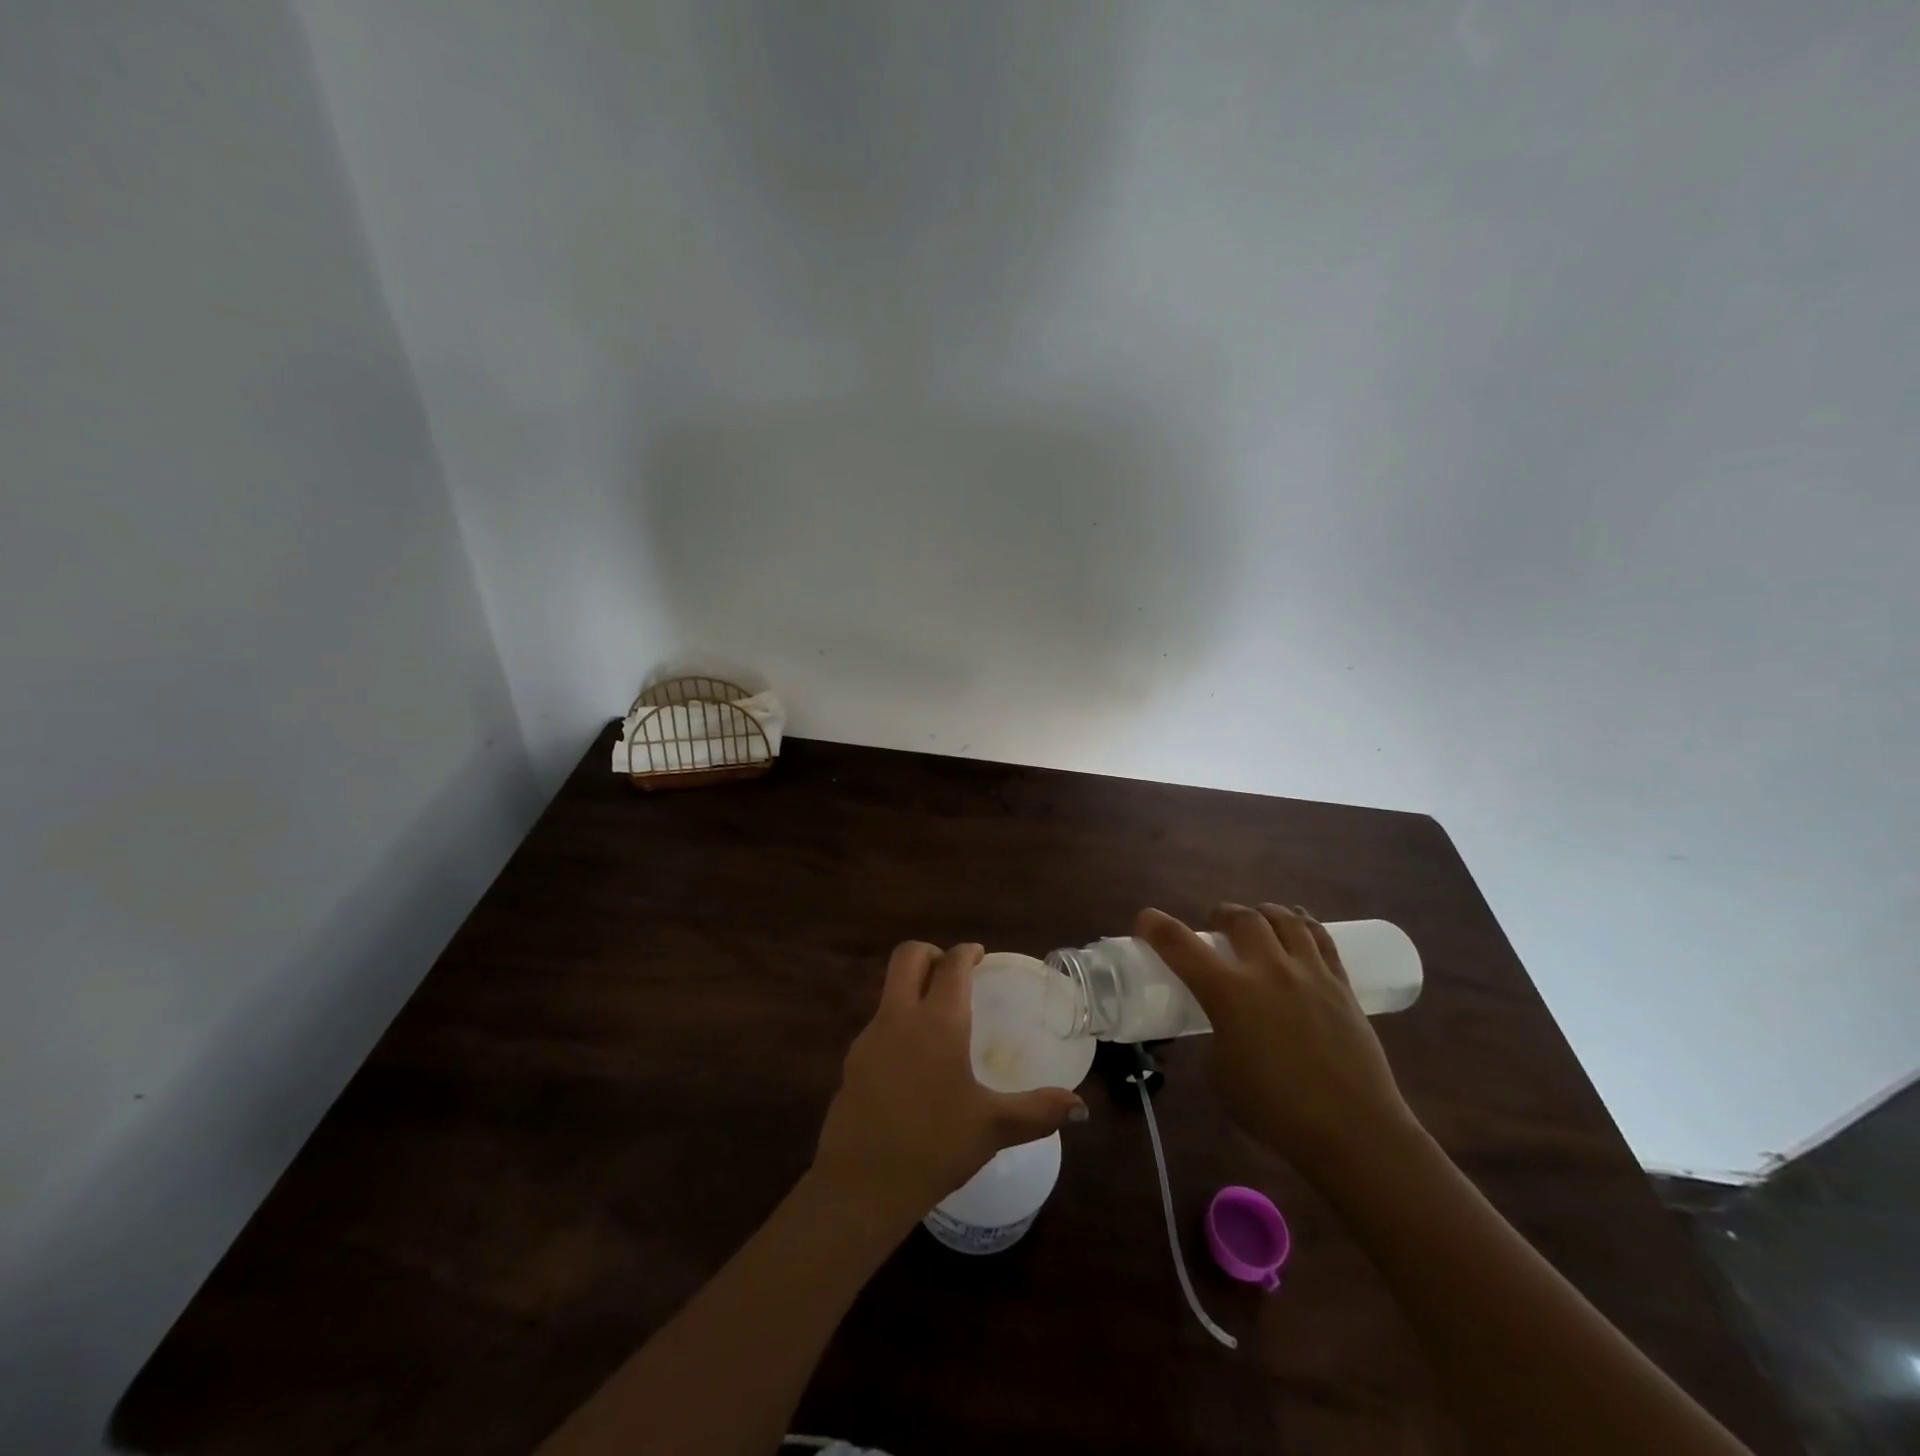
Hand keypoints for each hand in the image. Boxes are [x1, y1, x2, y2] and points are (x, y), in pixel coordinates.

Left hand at [811, 942, 1085, 1232]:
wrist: (860, 1185)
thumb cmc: (933, 1146)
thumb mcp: (992, 1128)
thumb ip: (1038, 1112)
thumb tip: (1080, 1107)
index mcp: (938, 1022)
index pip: (951, 965)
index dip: (966, 952)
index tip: (979, 955)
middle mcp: (900, 1017)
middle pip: (908, 957)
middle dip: (932, 954)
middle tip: (955, 974)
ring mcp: (870, 1037)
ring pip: (889, 989)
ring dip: (913, 988)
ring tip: (940, 1020)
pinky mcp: (853, 1062)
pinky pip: (880, 1024)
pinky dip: (900, 1022)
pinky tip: (916, 1062)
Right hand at [1136, 904, 1418, 1178]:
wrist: (1354, 1133)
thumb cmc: (1276, 1112)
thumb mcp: (1221, 1075)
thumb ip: (1215, 1037)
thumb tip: (1221, 1025)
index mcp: (1229, 994)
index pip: (1180, 944)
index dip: (1155, 926)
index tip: (1145, 921)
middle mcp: (1267, 970)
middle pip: (1240, 917)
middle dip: (1220, 914)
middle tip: (1214, 927)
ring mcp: (1309, 973)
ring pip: (1283, 918)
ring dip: (1261, 913)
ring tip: (1256, 923)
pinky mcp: (1341, 984)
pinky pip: (1320, 937)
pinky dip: (1301, 924)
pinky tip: (1297, 927)